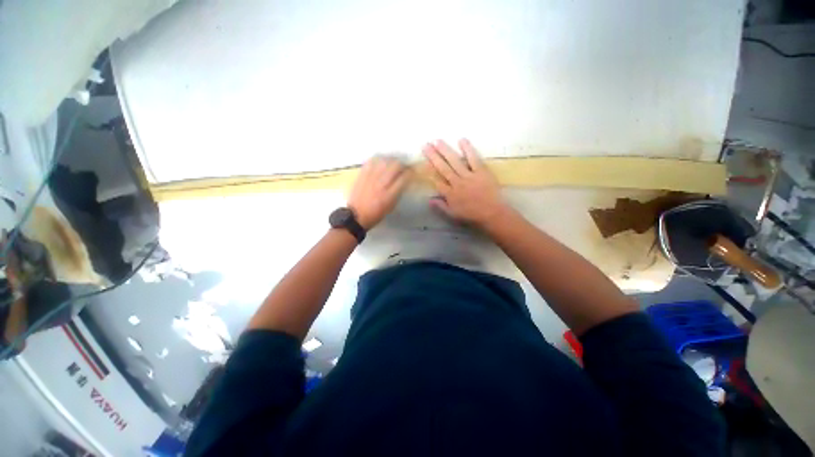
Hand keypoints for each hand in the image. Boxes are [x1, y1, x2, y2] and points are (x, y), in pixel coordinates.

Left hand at [348, 156, 410, 229]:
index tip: (411, 172)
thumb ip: (398, 192)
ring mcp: (371, 178)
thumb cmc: (376, 214)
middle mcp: (381, 184)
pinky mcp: (362, 174)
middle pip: (396, 166)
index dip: (410, 172)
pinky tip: (381, 162)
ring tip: (392, 163)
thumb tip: (404, 180)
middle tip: (403, 167)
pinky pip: (371, 161)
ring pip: (384, 161)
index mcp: (390, 194)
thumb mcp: (391, 206)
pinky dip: (378, 159)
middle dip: (402, 164)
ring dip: (391, 160)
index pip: (404, 177)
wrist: (357, 215)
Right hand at [423, 139, 508, 227]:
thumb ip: (440, 206)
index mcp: (450, 194)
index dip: (429, 171)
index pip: (437, 181)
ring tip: (437, 140)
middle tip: (425, 145)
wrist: (492, 214)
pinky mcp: (481, 171)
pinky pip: (473, 159)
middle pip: (442, 168)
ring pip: (454, 161)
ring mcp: (468, 176)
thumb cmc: (472, 216)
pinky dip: (467, 149)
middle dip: (433, 157)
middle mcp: (456, 183)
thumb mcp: (453, 215)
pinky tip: (461, 139)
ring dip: (445, 150)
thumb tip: (429, 199)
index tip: (423, 162)